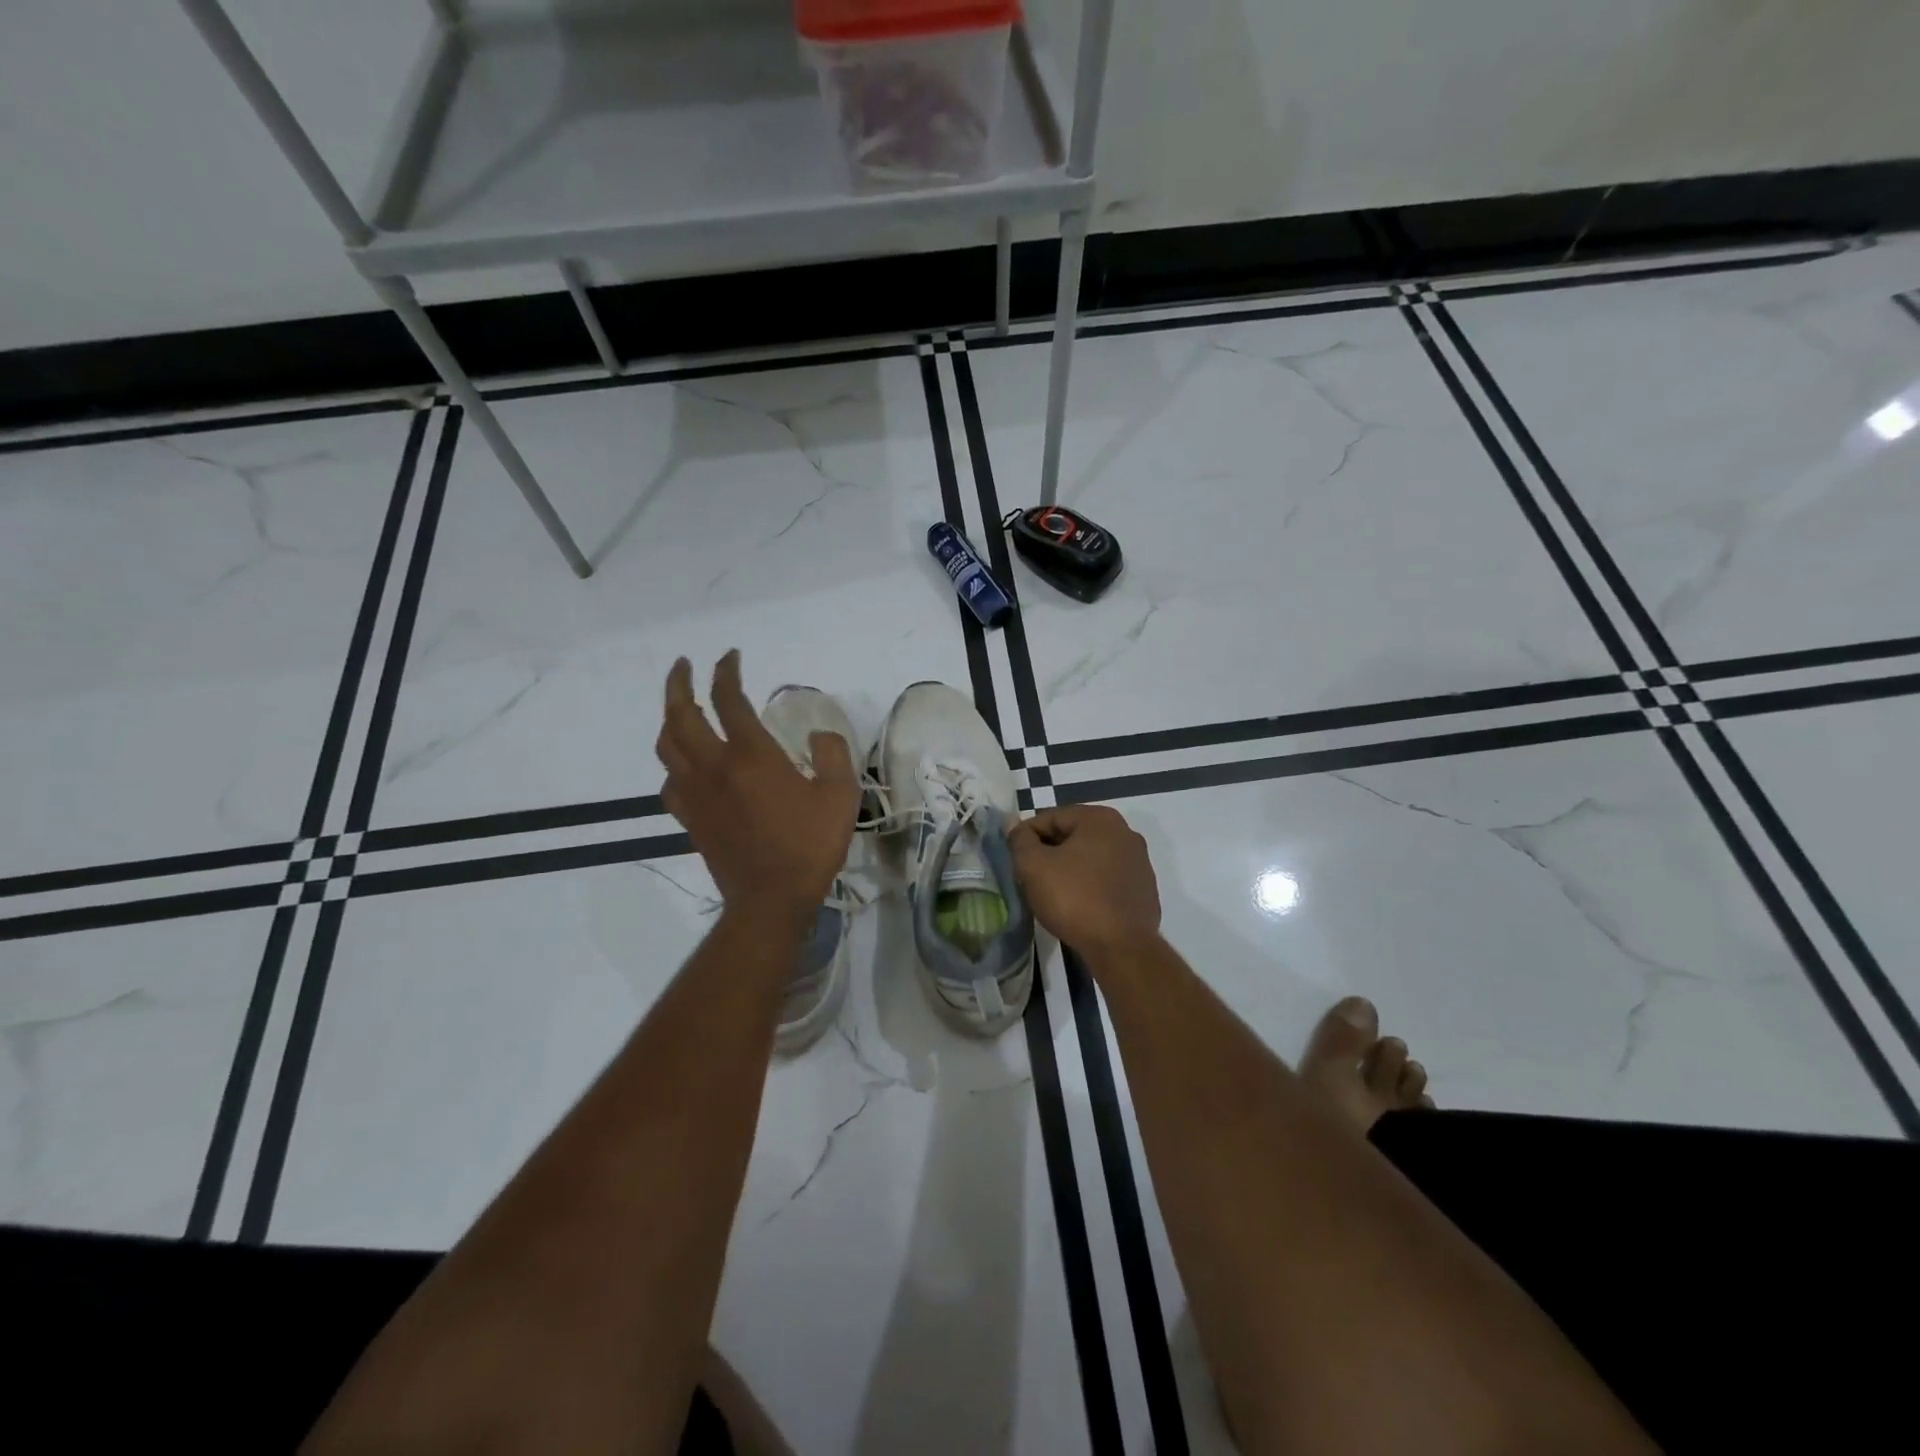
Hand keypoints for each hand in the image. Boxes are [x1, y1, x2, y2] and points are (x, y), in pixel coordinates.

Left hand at [655, 651, 857, 927]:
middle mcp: (714, 766)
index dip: (726, 672)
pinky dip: (673, 761)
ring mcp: (695, 793)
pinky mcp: (689, 817)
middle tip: (683, 665)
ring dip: (669, 718)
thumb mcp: (840, 796)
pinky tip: (684, 763)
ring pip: (667, 745)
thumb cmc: (809, 845)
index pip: (728, 699)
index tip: (730, 657)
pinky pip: (669, 780)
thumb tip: (818, 735)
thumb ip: (833, 754)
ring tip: (678, 706)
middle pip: (681, 714)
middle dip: (679, 683)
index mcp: (751, 755)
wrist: (770, 899)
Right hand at [1008, 805, 1161, 960]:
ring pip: (1091, 858)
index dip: (1026, 837)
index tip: (1014, 859)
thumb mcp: (1034, 866)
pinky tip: (1078, 906)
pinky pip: (1107, 879)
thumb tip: (1013, 824)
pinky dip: (1090, 886)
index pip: (1050, 818)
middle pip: (1073, 836)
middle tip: (1029, 877)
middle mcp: (1125, 833)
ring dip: (1069, 870)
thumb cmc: (1074, 899)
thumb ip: (1020, 840)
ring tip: (1052, 893)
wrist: (1121, 947)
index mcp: (1100, 819)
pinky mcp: (1143, 889)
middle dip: (1049, 853)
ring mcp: (1139, 862)